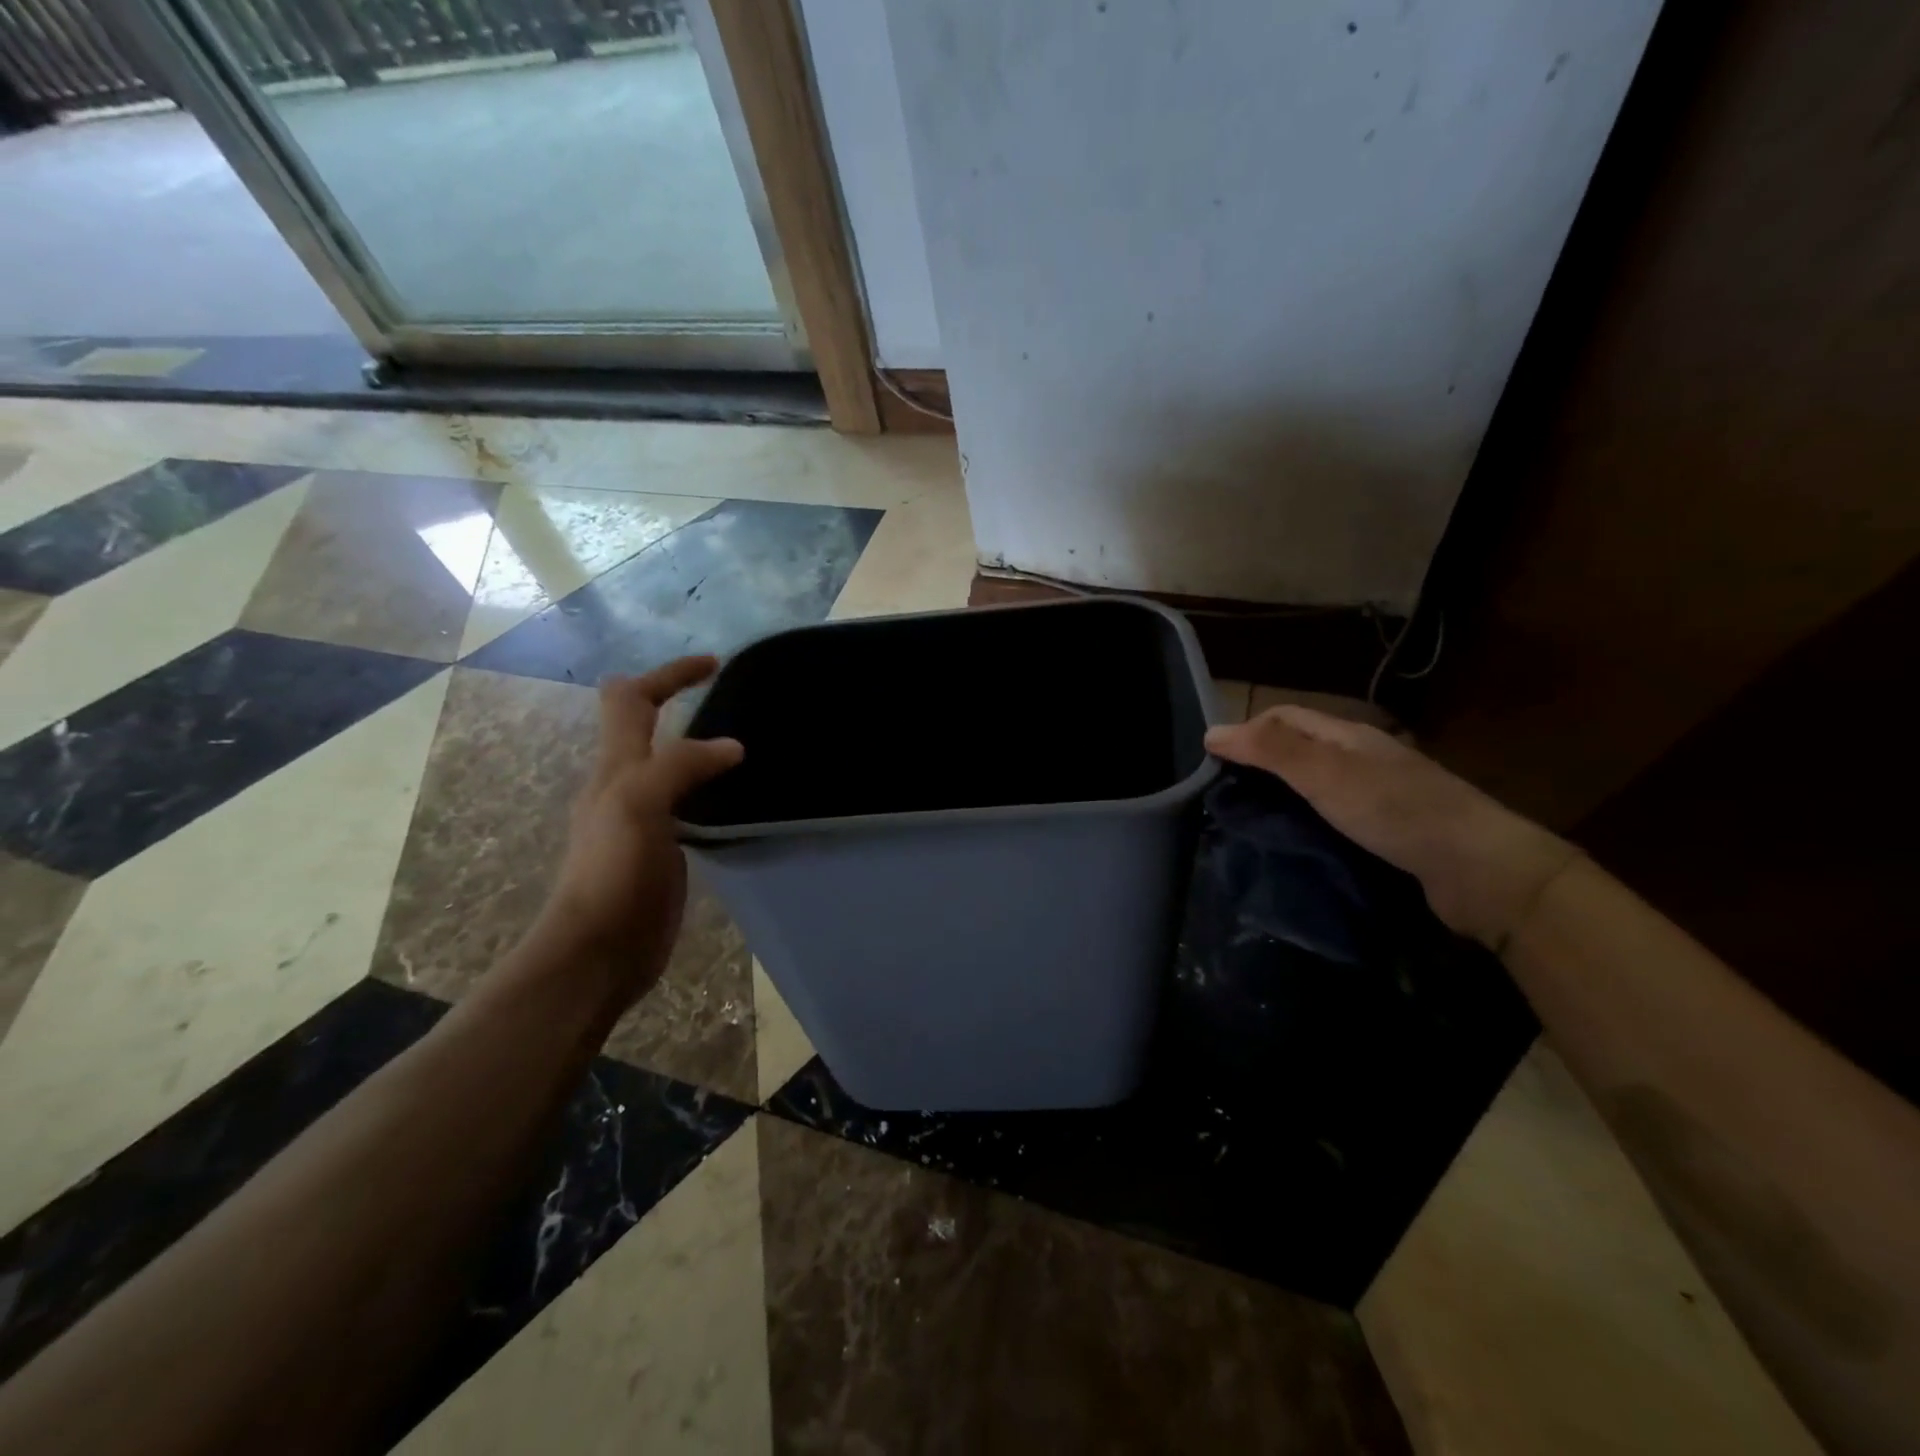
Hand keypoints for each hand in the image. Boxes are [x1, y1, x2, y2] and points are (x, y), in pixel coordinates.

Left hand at [538, 656, 742, 1003]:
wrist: (598, 950)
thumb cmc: (612, 872)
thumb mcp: (639, 805)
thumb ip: (681, 766)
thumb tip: (732, 746)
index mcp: (616, 767)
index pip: (632, 698)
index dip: (668, 674)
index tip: (714, 664)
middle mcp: (625, 785)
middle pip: (645, 727)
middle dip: (680, 702)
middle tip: (731, 702)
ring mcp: (644, 819)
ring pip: (669, 766)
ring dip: (698, 747)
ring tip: (743, 747)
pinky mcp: (662, 850)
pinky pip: (687, 805)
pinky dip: (709, 789)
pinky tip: (735, 800)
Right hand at [1204, 706, 1578, 948]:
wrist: (1480, 871)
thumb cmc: (1396, 811)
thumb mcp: (1325, 773)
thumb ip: (1271, 751)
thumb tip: (1211, 731)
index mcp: (1348, 737)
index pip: (1284, 718)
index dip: (1246, 732)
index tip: (1210, 766)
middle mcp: (1361, 759)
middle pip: (1298, 750)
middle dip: (1258, 765)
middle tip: (1222, 798)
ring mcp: (1377, 796)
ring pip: (1314, 785)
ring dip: (1280, 797)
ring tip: (1246, 823)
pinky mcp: (1387, 831)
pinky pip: (1331, 816)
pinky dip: (1304, 823)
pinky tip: (1293, 843)